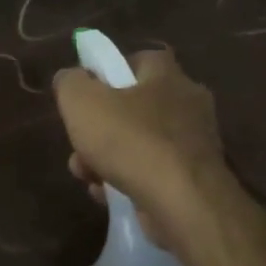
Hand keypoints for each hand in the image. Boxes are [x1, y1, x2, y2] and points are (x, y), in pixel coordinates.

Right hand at [52, 47, 230, 251]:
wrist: (184, 204)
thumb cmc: (132, 142)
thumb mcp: (83, 103)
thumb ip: (70, 83)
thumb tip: (70, 78)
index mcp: (168, 76)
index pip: (139, 60)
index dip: (109, 72)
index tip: (86, 93)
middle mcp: (188, 105)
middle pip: (135, 107)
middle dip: (100, 127)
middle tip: (79, 143)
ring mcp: (195, 145)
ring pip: (141, 144)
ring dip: (108, 158)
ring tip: (86, 175)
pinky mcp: (194, 181)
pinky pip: (153, 173)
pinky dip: (128, 181)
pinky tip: (107, 195)